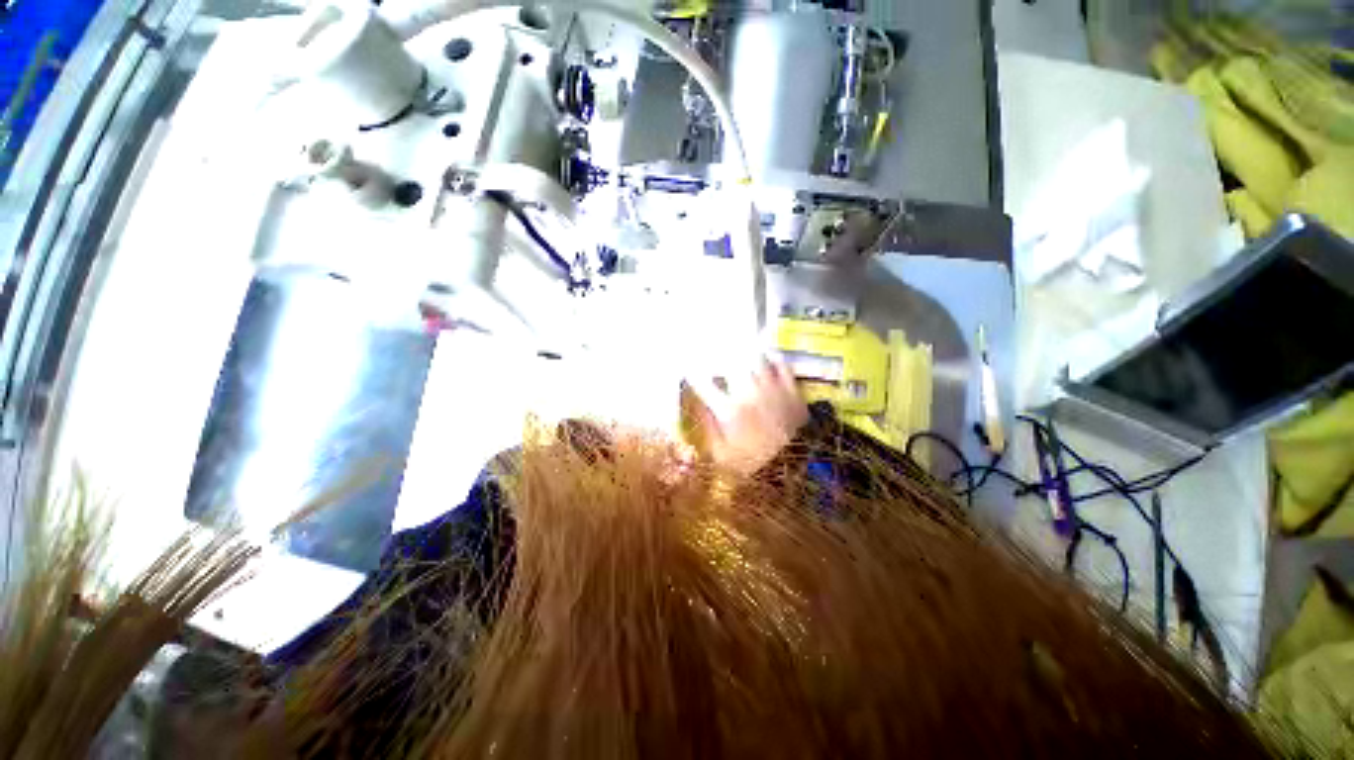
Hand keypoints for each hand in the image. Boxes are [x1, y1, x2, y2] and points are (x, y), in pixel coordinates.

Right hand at [683, 360, 808, 474]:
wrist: (794, 470)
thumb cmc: (753, 464)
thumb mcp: (721, 454)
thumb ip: (708, 425)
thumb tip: (697, 403)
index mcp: (729, 410)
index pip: (704, 384)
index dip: (692, 374)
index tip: (687, 369)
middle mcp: (749, 393)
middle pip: (731, 363)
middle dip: (720, 356)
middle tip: (715, 352)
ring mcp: (773, 389)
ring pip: (756, 359)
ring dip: (745, 353)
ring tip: (739, 348)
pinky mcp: (792, 390)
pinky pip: (782, 364)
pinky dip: (772, 356)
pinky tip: (766, 353)